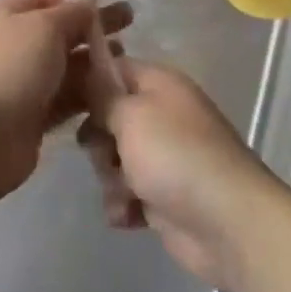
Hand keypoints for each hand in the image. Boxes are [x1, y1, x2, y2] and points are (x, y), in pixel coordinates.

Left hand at [0, 0, 132, 201]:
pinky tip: (113, 91)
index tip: (106, 0)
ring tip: (127, 61)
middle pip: (59, 30)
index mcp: (6, 13)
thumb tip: (87, 3)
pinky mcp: (32, 115)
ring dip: (94, 61)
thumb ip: (72, 13)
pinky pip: (65, 97)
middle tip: (130, 23)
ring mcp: (21, 81)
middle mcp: (12, 43)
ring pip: (65, 65)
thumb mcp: (45, 26)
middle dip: (92, 27)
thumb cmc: (11, 67)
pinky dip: (86, 93)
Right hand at [79, 59, 285, 291]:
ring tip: (125, 192)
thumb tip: (87, 78)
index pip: (113, 68)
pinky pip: (126, 193)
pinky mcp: (163, 196)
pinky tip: (129, 216)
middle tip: (105, 153)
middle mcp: (162, 115)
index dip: (87, 81)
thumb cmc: (175, 155)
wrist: (228, 223)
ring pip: (114, 159)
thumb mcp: (131, 113)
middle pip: (109, 118)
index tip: (63, 98)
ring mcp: (163, 157)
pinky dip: (124, 205)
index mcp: (160, 84)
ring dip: (110, 178)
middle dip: (99, 140)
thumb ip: (102, 95)